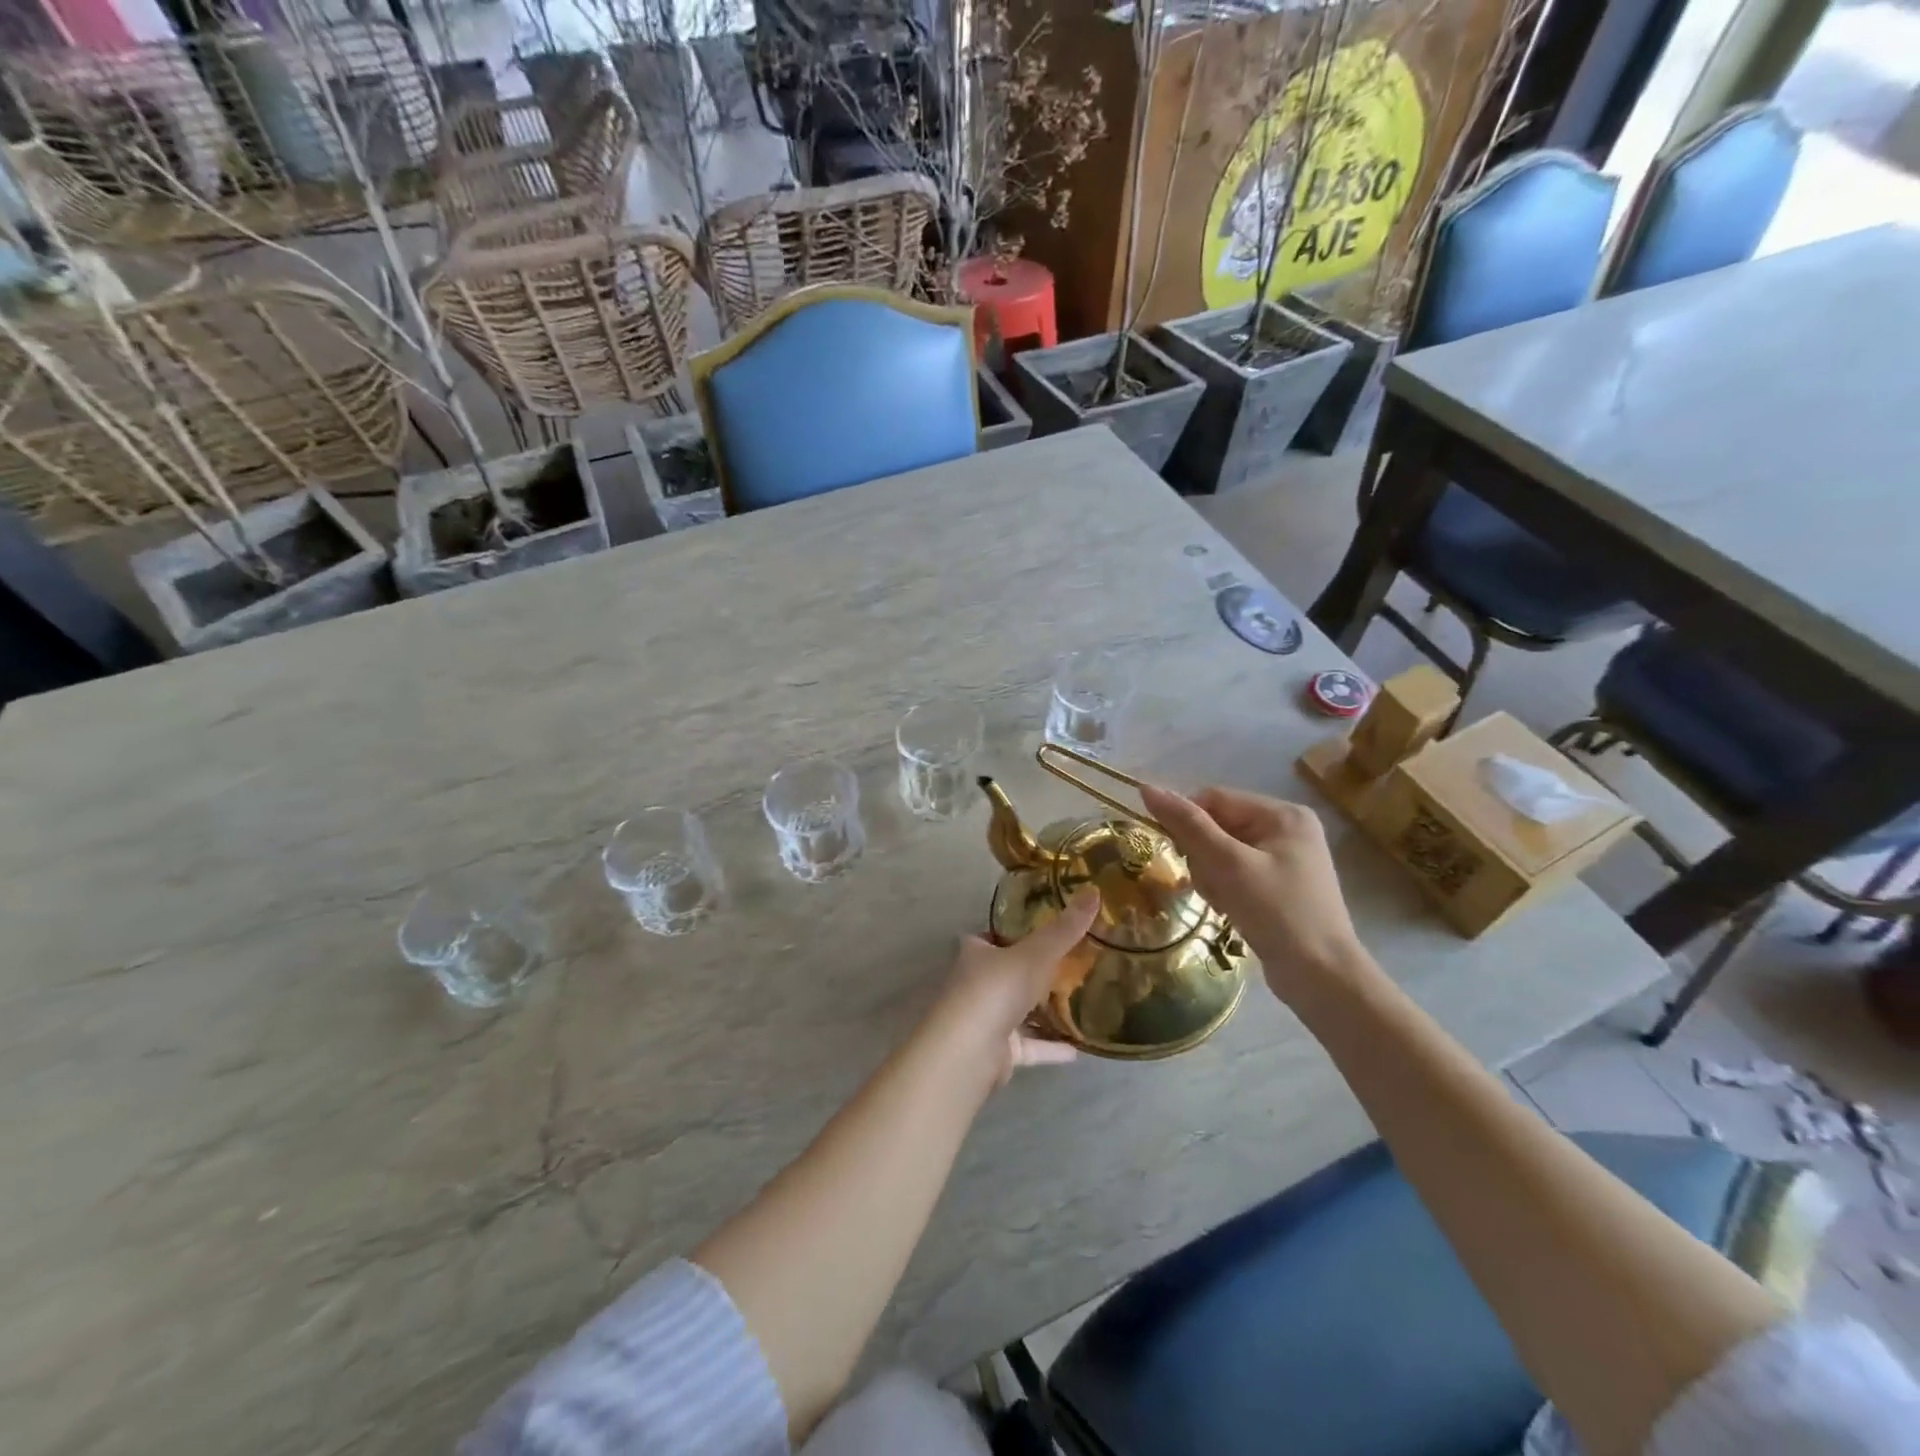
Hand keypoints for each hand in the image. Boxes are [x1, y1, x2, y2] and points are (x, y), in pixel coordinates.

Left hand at [928, 888, 1097, 1084]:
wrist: (969, 1050)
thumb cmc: (996, 988)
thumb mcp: (1036, 953)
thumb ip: (1065, 929)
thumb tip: (1094, 891)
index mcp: (976, 953)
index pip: (992, 936)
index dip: (1014, 932)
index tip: (1044, 929)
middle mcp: (976, 983)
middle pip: (1006, 973)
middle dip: (1032, 971)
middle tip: (1071, 964)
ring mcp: (984, 1019)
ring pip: (1017, 1011)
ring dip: (1041, 1011)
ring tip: (1078, 1004)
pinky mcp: (996, 1052)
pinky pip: (1028, 1045)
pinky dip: (1049, 1047)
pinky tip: (1078, 1049)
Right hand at [1140, 784, 1364, 1000]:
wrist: (1322, 978)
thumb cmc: (1278, 913)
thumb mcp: (1229, 865)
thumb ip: (1188, 825)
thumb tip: (1147, 788)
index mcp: (1283, 814)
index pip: (1215, 799)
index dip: (1187, 820)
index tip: (1175, 852)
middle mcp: (1287, 829)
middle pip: (1218, 825)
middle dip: (1203, 855)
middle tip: (1210, 885)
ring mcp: (1285, 859)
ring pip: (1222, 852)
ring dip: (1211, 876)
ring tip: (1222, 902)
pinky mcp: (1279, 886)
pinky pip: (1235, 873)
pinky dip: (1225, 889)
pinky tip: (1230, 910)